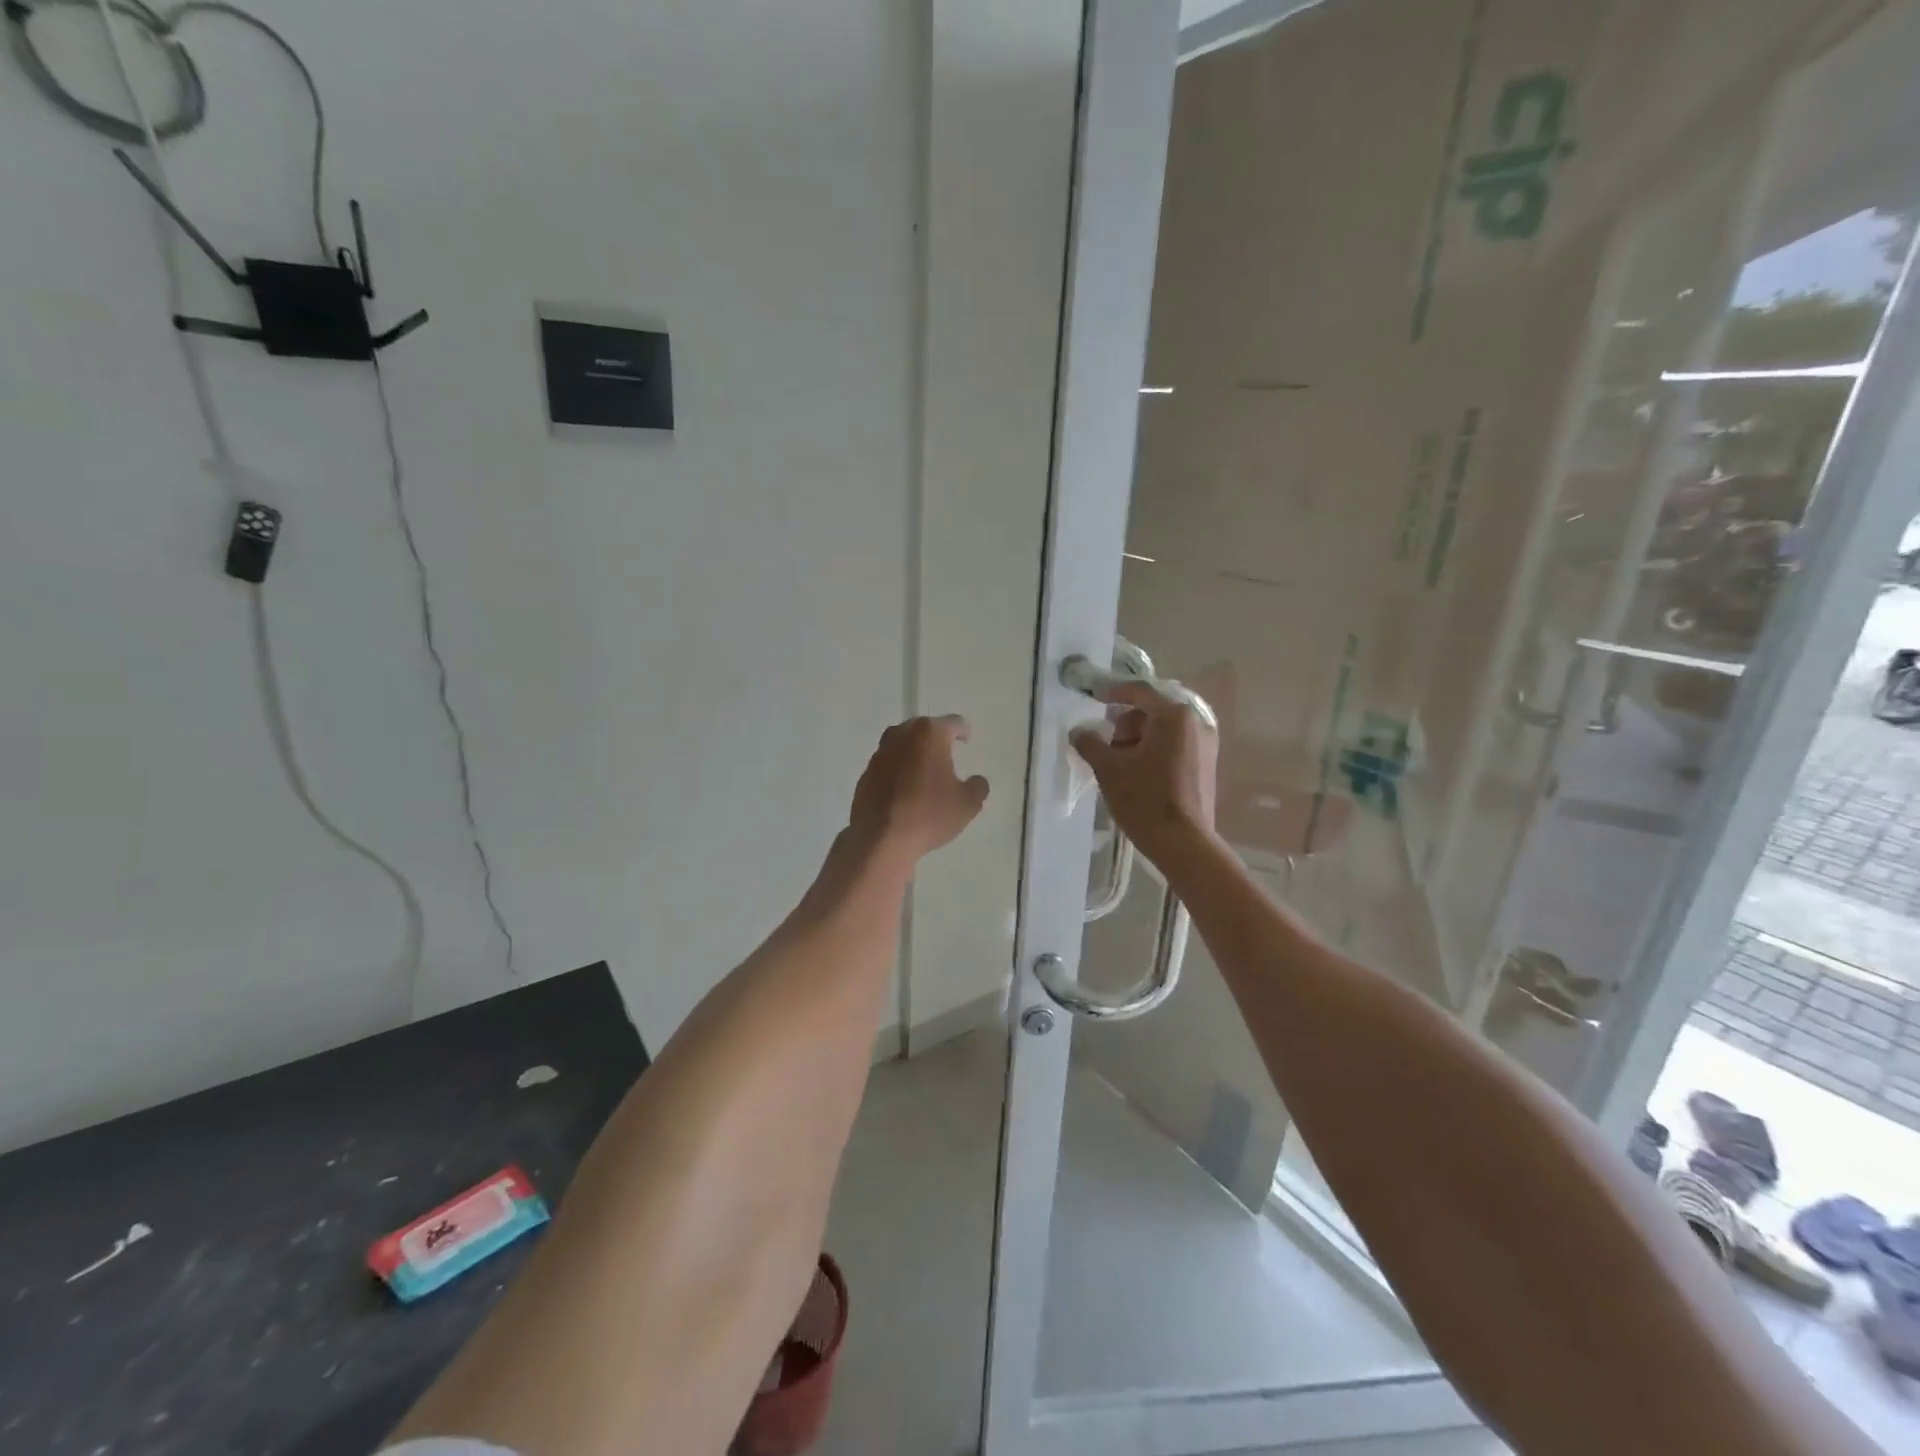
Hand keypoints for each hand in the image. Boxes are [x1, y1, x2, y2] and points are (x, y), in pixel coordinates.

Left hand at [847, 715, 989, 865]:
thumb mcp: (968, 804)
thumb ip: (978, 786)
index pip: (952, 723)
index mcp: (929, 734)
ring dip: (914, 752)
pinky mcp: (865, 774)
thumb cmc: (929, 814)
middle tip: (947, 752)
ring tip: (925, 769)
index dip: (962, 731)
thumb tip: (976, 781)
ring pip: (902, 744)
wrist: (881, 839)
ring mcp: (880, 754)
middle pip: (923, 728)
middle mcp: (901, 735)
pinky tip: (905, 788)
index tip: (966, 739)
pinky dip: (898, 770)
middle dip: (935, 738)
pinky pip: (888, 764)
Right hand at [1069, 681, 1217, 859]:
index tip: (1094, 697)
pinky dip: (1154, 751)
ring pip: (1163, 731)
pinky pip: (1175, 746)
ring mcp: (1205, 746)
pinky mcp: (1206, 766)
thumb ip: (1090, 743)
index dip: (1113, 692)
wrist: (1183, 843)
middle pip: (1152, 712)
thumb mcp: (1109, 768)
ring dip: (1138, 739)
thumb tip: (1078, 731)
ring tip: (1118, 763)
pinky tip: (1137, 773)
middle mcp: (1195, 724)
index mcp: (1174, 716)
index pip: (1139, 692)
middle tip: (1105, 744)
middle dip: (1125, 724)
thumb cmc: (1144, 799)